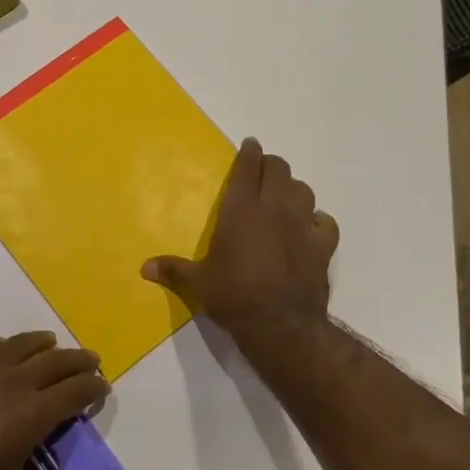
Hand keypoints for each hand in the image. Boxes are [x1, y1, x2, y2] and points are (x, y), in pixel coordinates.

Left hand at [0, 332, 108, 469]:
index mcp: (32, 413)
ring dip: (42, 344)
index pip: (76, 391)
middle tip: (91, 361)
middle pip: (56, 361)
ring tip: (50, 344)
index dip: (94, 387)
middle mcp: (12, 382)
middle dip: (79, 361)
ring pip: (21, 344)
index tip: (102, 387)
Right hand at [142, 137, 338, 330]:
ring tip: (284, 196)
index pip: (248, 168)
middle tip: (263, 170)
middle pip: (279, 170)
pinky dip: (318, 220)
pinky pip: (325, 222)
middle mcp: (274, 209)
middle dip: (271, 165)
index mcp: (241, 210)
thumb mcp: (198, 283)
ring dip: (293, 188)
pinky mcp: (322, 246)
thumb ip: (173, 270)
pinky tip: (311, 226)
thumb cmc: (233, 296)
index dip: (249, 153)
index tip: (250, 145)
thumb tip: (144, 268)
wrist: (280, 324)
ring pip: (304, 190)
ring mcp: (302, 226)